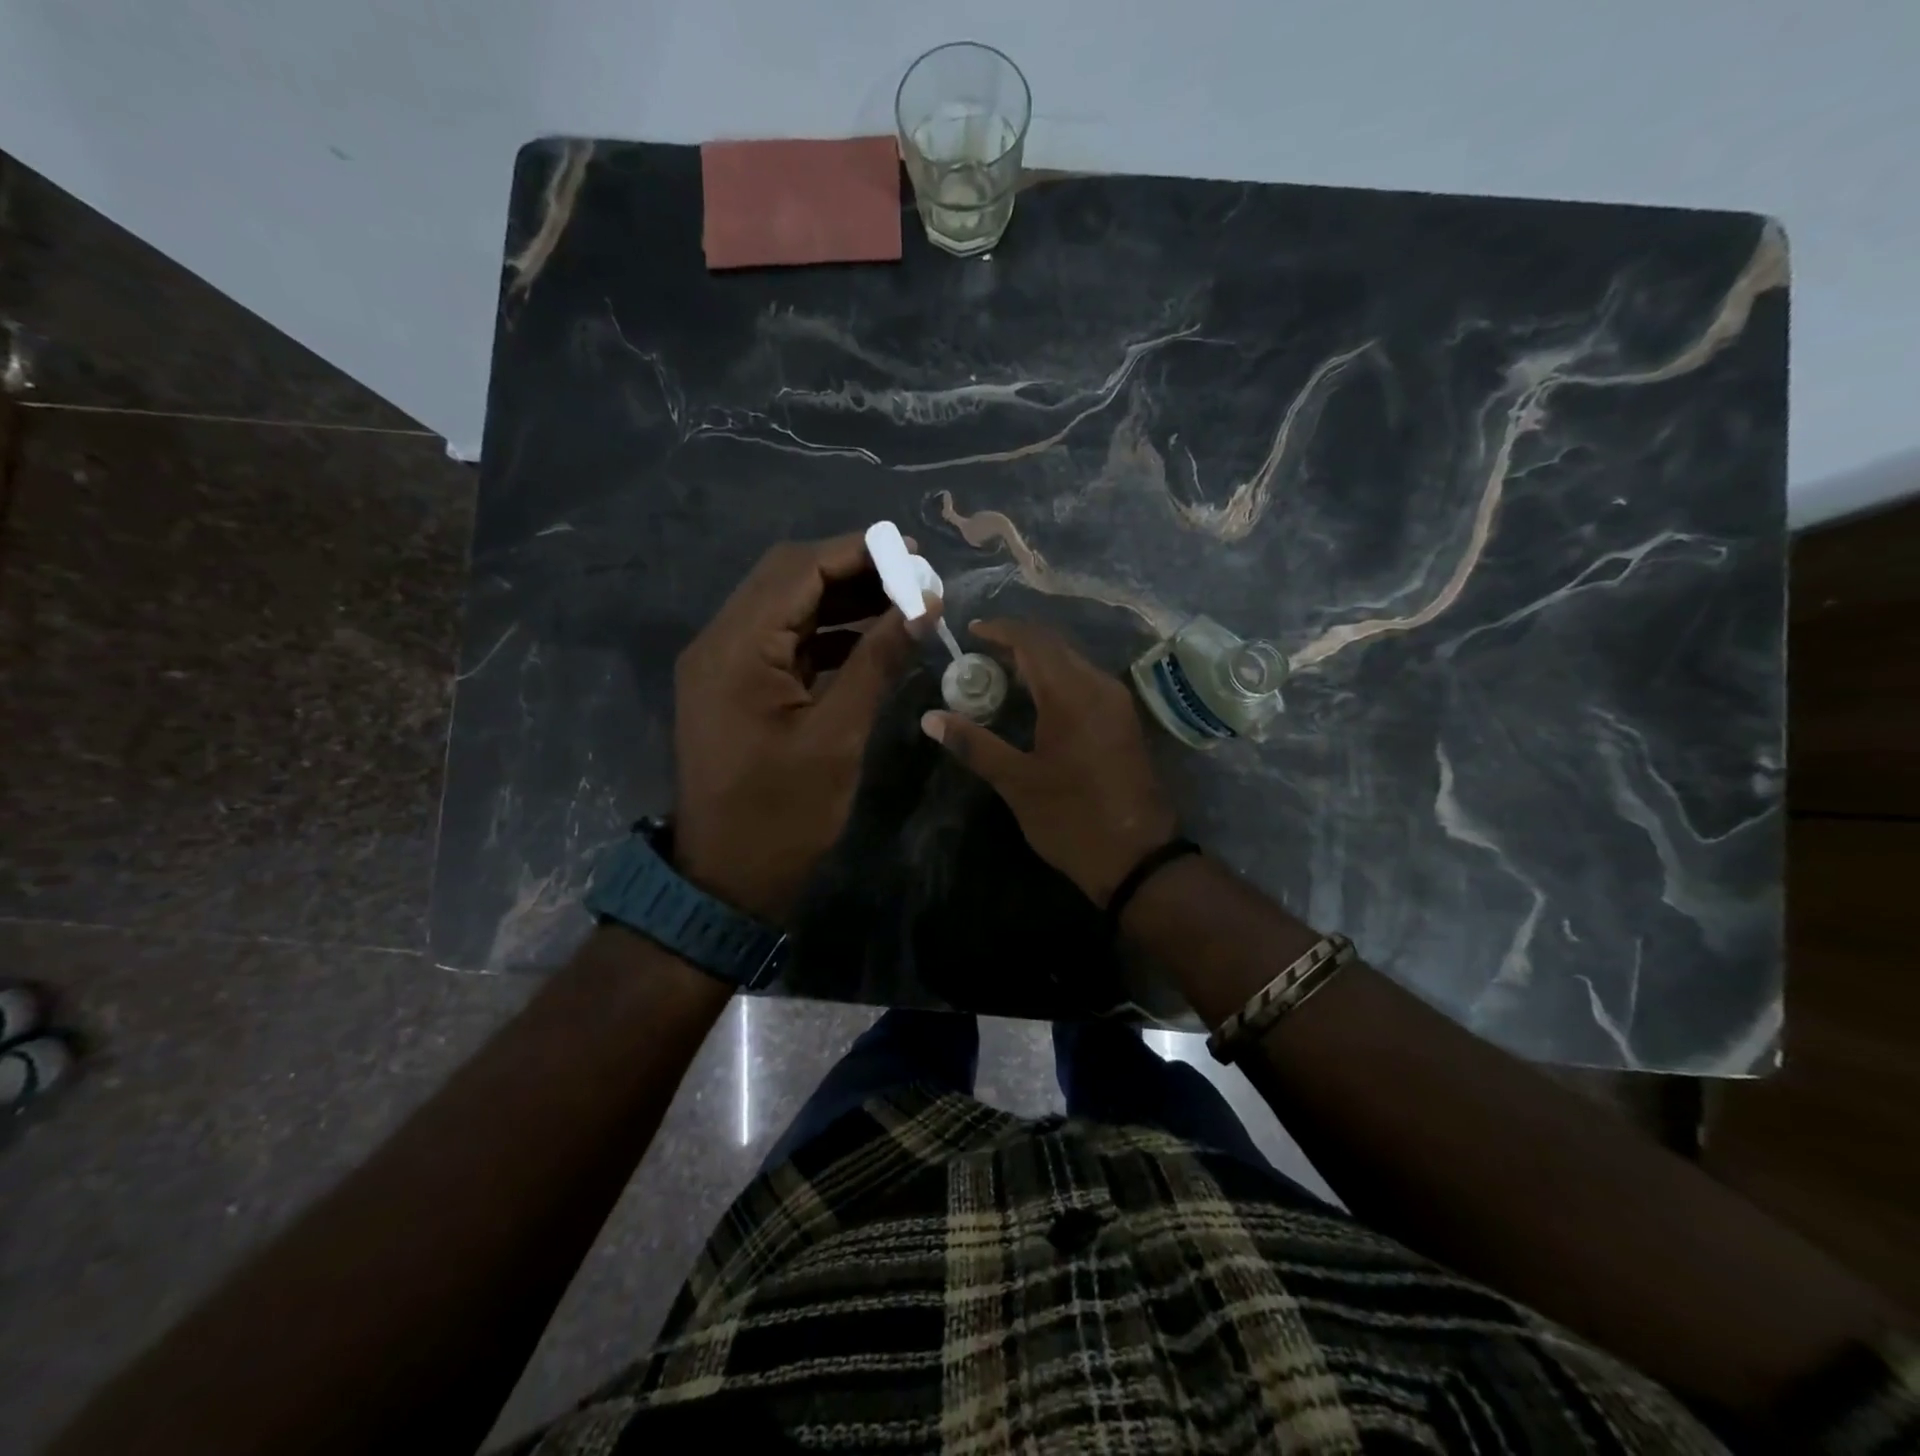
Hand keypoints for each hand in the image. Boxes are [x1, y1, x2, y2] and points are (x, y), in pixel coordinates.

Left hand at [673, 534, 926, 923]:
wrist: (728, 878)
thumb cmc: (783, 814)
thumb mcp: (838, 736)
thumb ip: (878, 662)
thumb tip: (922, 606)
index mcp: (736, 649)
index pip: (798, 569)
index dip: (860, 553)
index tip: (917, 557)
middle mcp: (720, 642)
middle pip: (787, 578)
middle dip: (853, 571)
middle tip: (913, 579)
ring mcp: (724, 664)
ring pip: (786, 607)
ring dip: (841, 600)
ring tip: (902, 604)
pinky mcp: (735, 686)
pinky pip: (783, 642)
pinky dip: (826, 634)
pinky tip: (871, 641)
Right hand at [920, 618, 1177, 905]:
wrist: (1137, 857)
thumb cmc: (1072, 818)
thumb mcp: (1017, 782)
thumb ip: (974, 744)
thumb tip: (930, 719)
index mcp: (1072, 695)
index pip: (1033, 641)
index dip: (1001, 630)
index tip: (970, 633)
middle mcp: (1099, 687)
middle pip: (1055, 646)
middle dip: (1017, 643)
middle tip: (979, 656)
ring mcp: (1116, 703)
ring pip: (1072, 663)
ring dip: (1037, 661)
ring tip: (999, 675)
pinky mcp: (1122, 721)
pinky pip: (1085, 682)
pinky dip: (1056, 679)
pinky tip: (1034, 700)